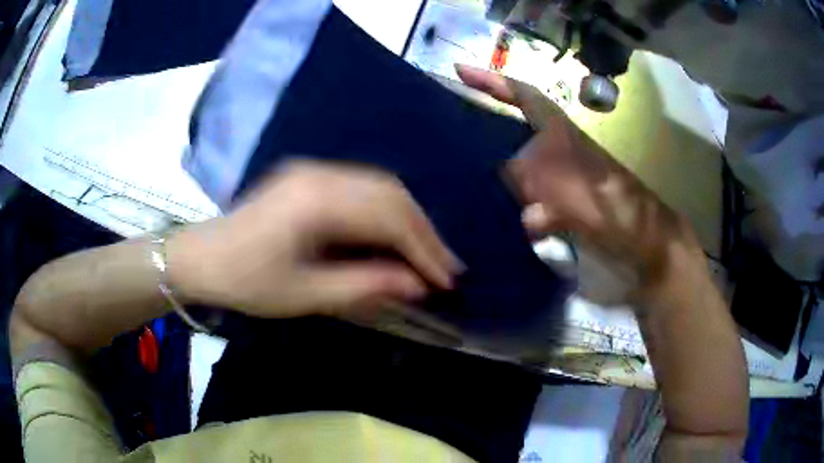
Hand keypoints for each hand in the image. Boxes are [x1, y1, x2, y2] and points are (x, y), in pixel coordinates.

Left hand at [167, 160, 460, 317]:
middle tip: (445, 268)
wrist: (202, 258)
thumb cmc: (246, 281)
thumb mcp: (305, 294)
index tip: (446, 280)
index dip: (423, 249)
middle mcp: (320, 173)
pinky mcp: (309, 177)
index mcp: (316, 200)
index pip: (388, 217)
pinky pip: (362, 188)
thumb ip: (364, 286)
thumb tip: (417, 286)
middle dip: (423, 232)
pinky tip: (393, 237)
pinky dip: (385, 213)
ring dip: (408, 220)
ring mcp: (314, 170)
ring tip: (426, 255)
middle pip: (391, 194)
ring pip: (380, 186)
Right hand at [456, 64, 708, 304]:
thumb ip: (539, 183)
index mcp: (565, 137)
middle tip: (444, 137)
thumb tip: (510, 187)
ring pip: (513, 171)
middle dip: (480, 130)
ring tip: (454, 180)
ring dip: (487, 176)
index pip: (525, 97)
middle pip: (512, 134)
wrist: (646, 251)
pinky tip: (486, 220)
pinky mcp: (558, 212)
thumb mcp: (581, 191)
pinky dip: (505, 210)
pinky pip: (520, 204)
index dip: (493, 81)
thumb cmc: (621, 214)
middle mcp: (557, 155)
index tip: (459, 70)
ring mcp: (556, 184)